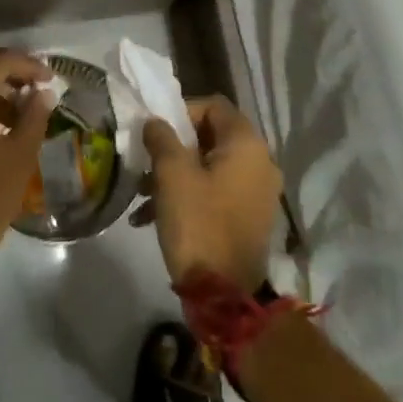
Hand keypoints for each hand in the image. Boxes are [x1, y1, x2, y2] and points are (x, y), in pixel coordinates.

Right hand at [134, 94, 281, 294]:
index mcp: (246, 144)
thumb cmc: (198, 223)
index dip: (181, 111)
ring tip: (142, 195)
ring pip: (210, 166)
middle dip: (174, 147)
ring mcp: (258, 192)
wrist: (225, 296)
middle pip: (211, 136)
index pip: (213, 105)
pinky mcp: (250, 218)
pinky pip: (217, 191)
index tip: (155, 132)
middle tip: (146, 162)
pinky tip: (153, 216)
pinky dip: (189, 195)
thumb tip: (156, 122)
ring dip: (175, 173)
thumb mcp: (172, 175)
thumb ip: (161, 138)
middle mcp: (261, 162)